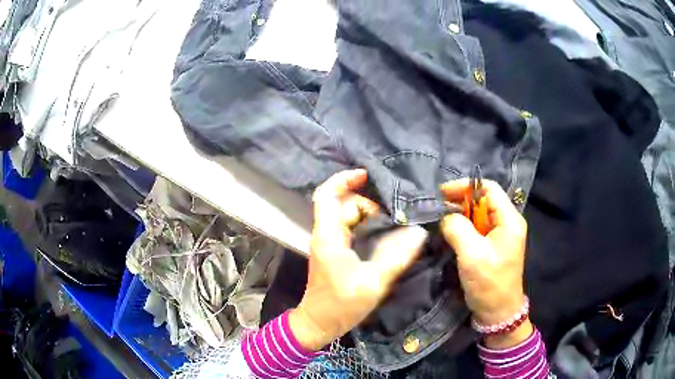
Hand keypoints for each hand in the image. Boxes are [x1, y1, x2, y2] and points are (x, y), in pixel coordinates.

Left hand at [289, 169, 427, 350]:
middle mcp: (326, 234)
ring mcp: (329, 243)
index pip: (327, 195)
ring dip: (370, 216)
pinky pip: (351, 229)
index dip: (344, 179)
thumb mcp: (373, 282)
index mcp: (328, 236)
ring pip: (348, 216)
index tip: (367, 175)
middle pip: (343, 204)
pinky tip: (385, 236)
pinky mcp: (335, 252)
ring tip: (393, 227)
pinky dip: (367, 227)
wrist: (319, 323)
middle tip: (393, 218)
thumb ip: (396, 256)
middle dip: (368, 204)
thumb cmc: (340, 305)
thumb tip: (418, 232)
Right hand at [440, 179, 531, 347]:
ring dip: (460, 215)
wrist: (498, 313)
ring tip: (441, 221)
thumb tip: (445, 216)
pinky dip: (463, 228)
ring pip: (479, 214)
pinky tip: (450, 234)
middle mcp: (508, 222)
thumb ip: (458, 228)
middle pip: (483, 200)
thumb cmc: (489, 284)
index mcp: (509, 220)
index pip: (488, 188)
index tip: (442, 194)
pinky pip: (477, 228)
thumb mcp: (472, 255)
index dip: (465, 187)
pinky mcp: (493, 245)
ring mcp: (501, 234)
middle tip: (437, 209)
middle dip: (460, 201)